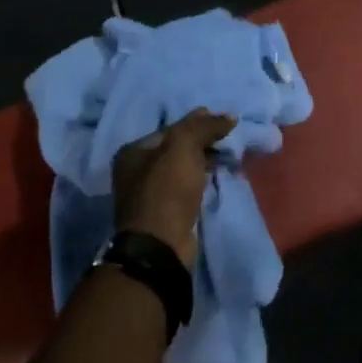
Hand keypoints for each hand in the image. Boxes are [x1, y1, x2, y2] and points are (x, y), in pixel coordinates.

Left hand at [112, 110, 236, 266]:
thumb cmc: (166, 190)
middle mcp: (135, 172)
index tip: (223, 123)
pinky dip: (202, 182)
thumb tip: (228, 116)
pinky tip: (217, 178)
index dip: (197, 123)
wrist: (161, 246)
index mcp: (132, 152)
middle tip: (228, 140)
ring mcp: (149, 195)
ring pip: (182, 170)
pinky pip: (187, 188)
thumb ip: (203, 127)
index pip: (170, 129)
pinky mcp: (165, 214)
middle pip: (175, 149)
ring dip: (204, 163)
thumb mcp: (183, 147)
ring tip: (228, 158)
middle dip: (202, 143)